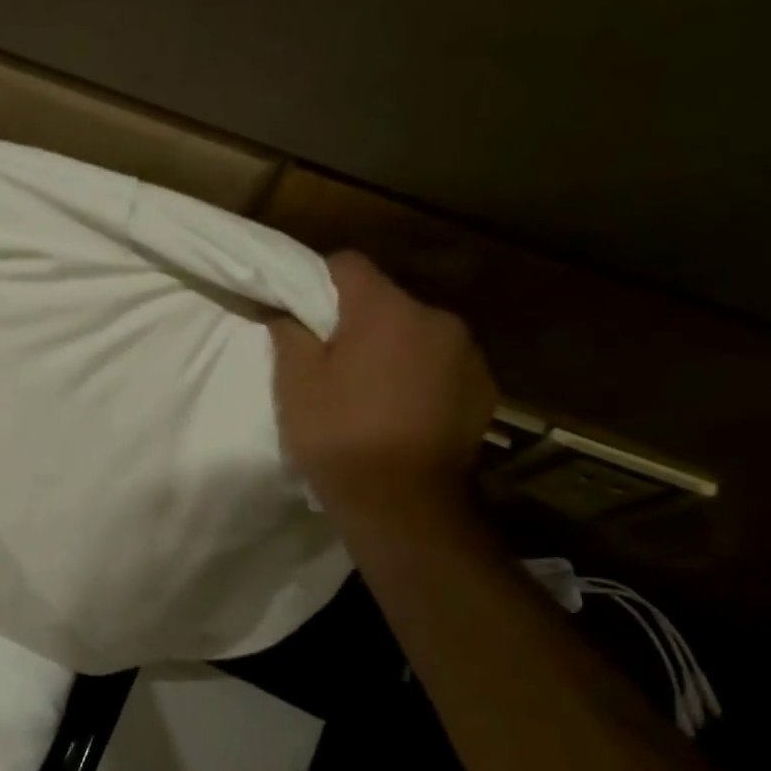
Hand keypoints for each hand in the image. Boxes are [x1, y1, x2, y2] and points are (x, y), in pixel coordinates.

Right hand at [269, 251, 495, 526]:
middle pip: (386, 302)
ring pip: (416, 334)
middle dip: (358, 321)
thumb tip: (286, 309)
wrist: (402, 505)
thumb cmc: (339, 436)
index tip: (301, 312)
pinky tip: (402, 412)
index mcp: (386, 310)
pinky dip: (420, 376)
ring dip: (393, 349)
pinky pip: (442, 366)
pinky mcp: (484, 390)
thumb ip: (290, 333)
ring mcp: (468, 356)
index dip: (318, 281)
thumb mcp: (295, 384)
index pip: (348, 265)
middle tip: (331, 361)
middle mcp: (437, 319)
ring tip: (369, 391)